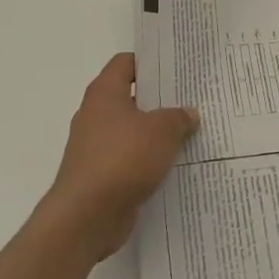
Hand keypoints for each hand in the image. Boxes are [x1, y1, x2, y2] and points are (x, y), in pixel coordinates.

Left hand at [38, 53, 198, 261]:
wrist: (86, 216)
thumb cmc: (123, 159)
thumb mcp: (162, 131)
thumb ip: (178, 117)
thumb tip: (188, 114)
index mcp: (104, 93)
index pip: (126, 62)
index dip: (150, 62)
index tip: (177, 67)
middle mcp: (95, 115)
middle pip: (131, 97)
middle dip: (159, 99)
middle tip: (191, 100)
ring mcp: (95, 146)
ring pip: (131, 130)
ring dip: (155, 133)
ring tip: (189, 133)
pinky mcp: (100, 175)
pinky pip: (129, 159)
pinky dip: (147, 160)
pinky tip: (173, 165)